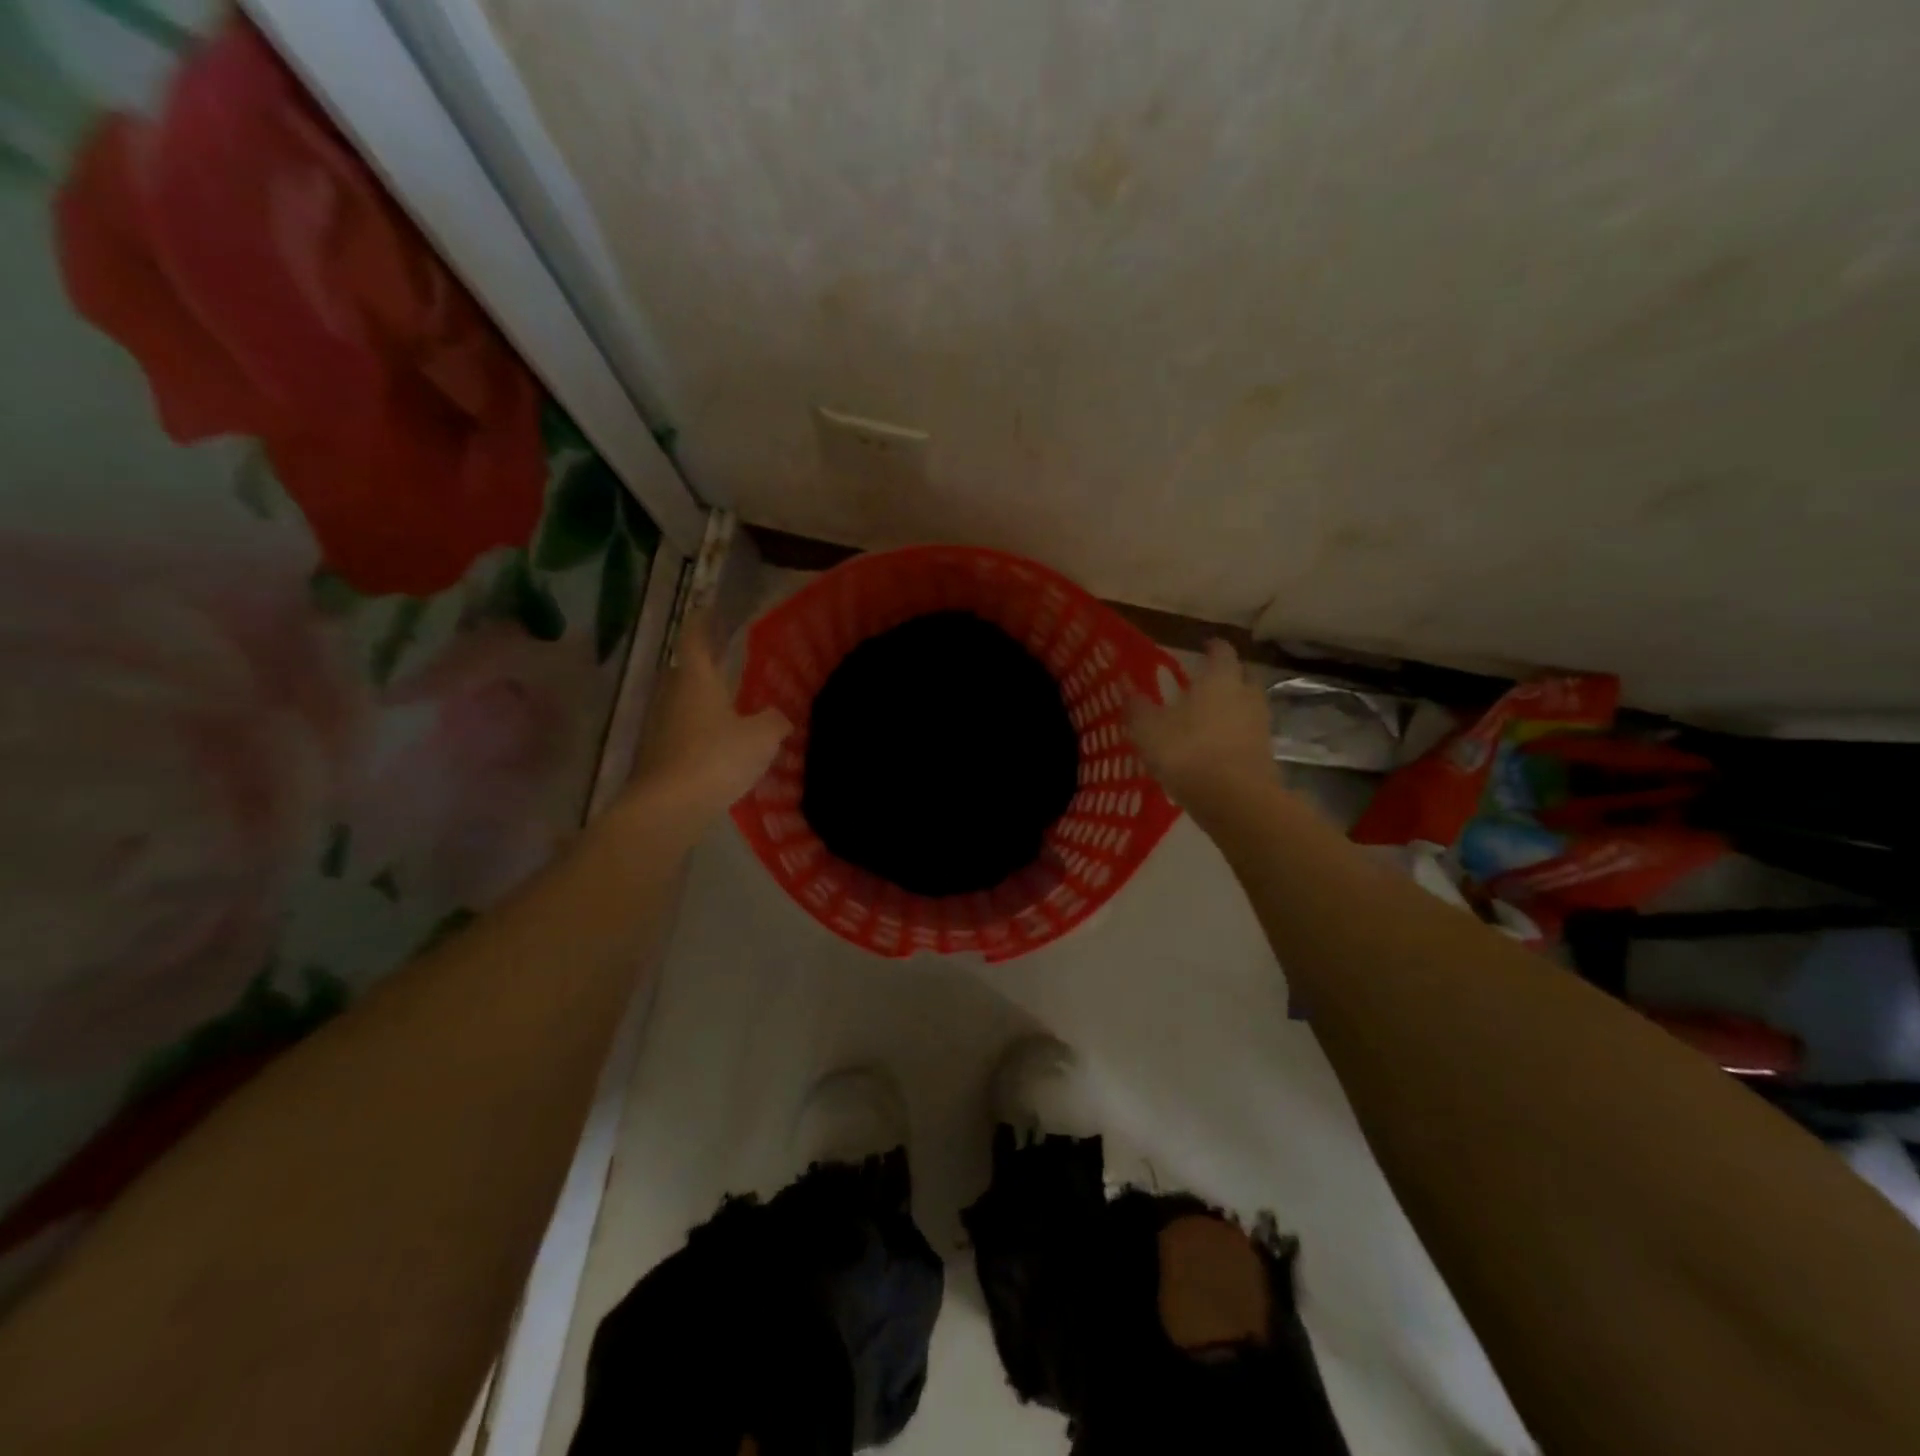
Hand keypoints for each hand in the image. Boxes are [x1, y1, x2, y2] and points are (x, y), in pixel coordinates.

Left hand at [627, 604, 790, 824]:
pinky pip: (682, 732)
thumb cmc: (716, 759)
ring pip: (684, 703)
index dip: (702, 621)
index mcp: (697, 679)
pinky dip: (699, 732)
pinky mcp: (657, 755)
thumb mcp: (762, 738)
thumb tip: (779, 717)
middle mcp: (673, 695)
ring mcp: (660, 726)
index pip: (695, 638)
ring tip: (731, 707)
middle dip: (706, 666)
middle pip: (687, 671)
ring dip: (704, 702)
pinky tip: (720, 747)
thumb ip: (774, 720)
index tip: (709, 608)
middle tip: (730, 663)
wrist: (668, 808)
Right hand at [1127, 640, 1272, 807]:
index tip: (1204, 647)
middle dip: (1228, 677)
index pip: (1221, 651)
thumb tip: (1127, 689)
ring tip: (1209, 717)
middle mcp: (1245, 695)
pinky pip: (1249, 734)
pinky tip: (1216, 747)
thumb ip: (1138, 707)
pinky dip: (1235, 735)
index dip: (1212, 647)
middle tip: (1207, 683)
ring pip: (1248, 706)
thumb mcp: (1148, 729)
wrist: (1234, 799)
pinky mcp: (1265, 754)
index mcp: (1220, 679)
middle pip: (1243, 676)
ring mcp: (1260, 725)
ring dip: (1233, 708)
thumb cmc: (1187, 752)